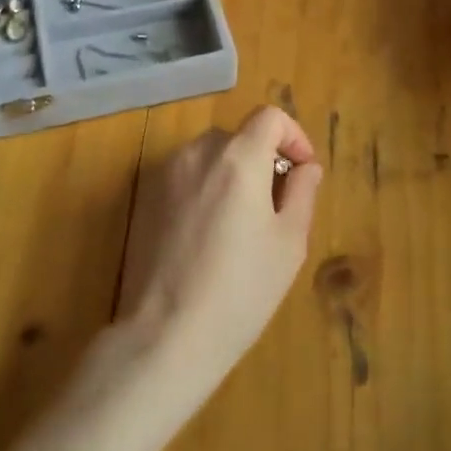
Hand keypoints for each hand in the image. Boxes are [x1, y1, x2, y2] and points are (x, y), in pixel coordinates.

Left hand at [115, 107, 324, 423]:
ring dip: (231, 173)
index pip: (270, 116)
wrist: (167, 333)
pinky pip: (184, 177)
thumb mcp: (289, 243)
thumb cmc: (241, 290)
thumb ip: (303, 192)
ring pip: (209, 156)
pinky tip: (206, 236)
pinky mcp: (144, 197)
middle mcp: (197, 153)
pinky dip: (203, 188)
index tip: (302, 172)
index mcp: (238, 158)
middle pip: (238, 136)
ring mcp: (165, 174)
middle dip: (262, 159)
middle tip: (275, 207)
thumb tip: (305, 167)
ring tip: (240, 224)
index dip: (294, 137)